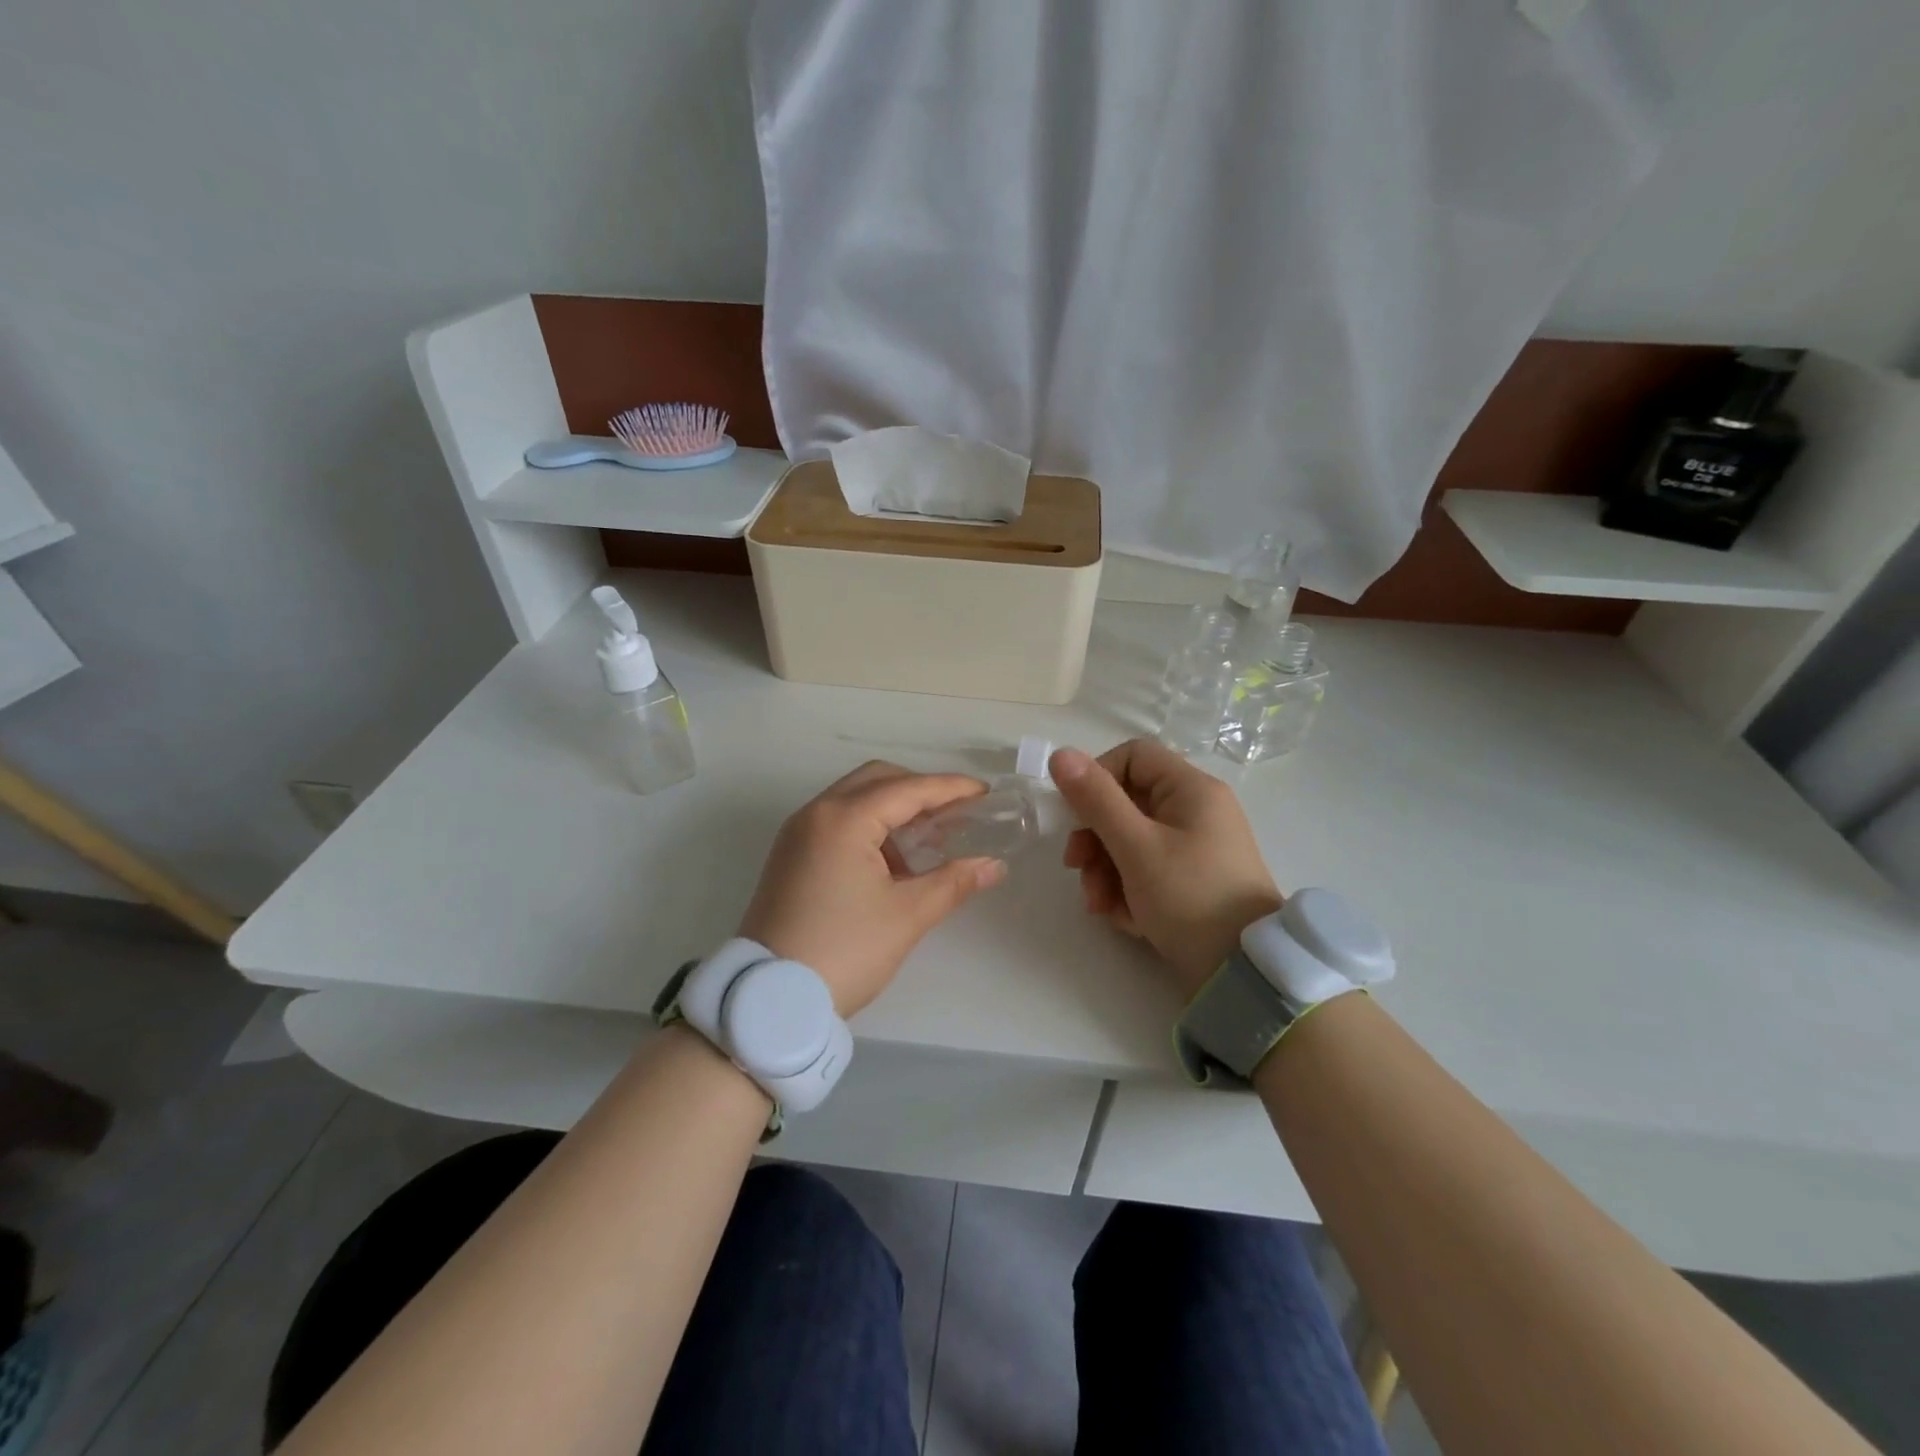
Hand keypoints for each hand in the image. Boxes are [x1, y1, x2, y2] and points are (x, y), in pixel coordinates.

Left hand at [739, 762, 1006, 1016]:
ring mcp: (798, 834)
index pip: (907, 789)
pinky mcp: (790, 855)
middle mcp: (816, 813)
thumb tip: (993, 865)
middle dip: (920, 790)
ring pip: (854, 799)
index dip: (950, 788)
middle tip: (955, 814)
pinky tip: (894, 861)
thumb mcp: (906, 916)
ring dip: (894, 809)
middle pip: (877, 780)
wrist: (771, 999)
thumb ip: (953, 882)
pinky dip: (870, 827)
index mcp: (843, 819)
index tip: (985, 793)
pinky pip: (837, 822)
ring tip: (930, 840)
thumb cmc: (845, 951)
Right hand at [1051, 739, 1282, 996]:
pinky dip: (1128, 891)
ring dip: (1105, 870)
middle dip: (1095, 838)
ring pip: (1131, 841)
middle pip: (1127, 803)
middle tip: (1077, 867)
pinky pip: (1147, 871)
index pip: (1132, 756)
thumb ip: (1096, 800)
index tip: (1075, 814)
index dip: (1097, 778)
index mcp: (1191, 790)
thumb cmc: (1189, 897)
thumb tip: (1060, 754)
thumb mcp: (1136, 847)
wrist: (1243, 974)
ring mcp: (1195, 848)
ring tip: (1099, 905)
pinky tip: (1124, 919)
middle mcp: (1196, 812)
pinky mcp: (1191, 881)